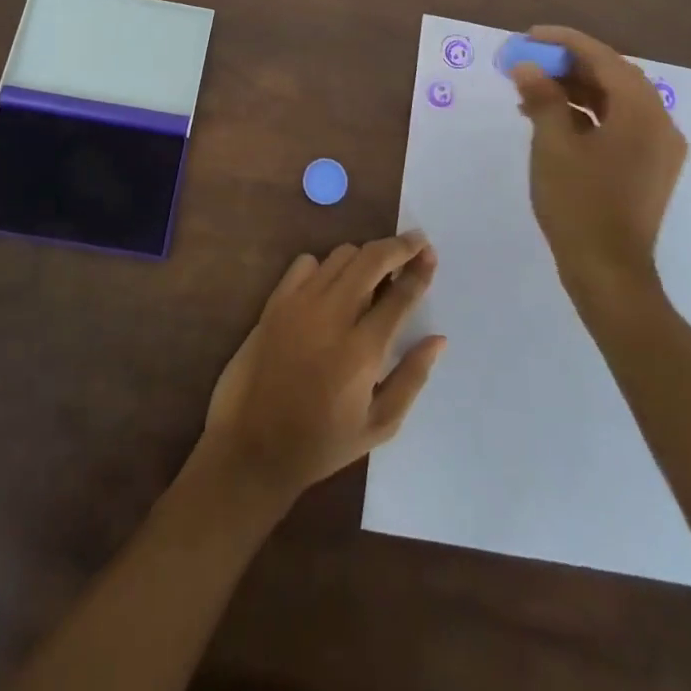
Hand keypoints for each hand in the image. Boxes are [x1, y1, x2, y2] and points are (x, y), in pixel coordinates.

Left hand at [201, 233, 444, 506]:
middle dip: (398, 246)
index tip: (430, 254)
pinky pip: (306, 263)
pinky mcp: (275, 302)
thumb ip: (412, 377)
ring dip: (364, 257)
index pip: (400, 294)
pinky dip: (324, 266)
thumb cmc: (321, 443)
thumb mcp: (379, 425)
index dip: (420, 269)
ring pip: (341, 255)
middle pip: (372, 258)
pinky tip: (330, 287)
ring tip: (375, 272)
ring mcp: (300, 304)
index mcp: (363, 350)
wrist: (252, 446)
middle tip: (414, 244)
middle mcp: (332, 316)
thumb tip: (438, 338)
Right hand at [510, 25, 686, 304]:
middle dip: (569, 65)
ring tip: (531, 90)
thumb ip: (542, 99)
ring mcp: (657, 148)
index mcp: (643, 112)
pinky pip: (618, 125)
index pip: (604, 59)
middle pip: (613, 77)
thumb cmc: (579, 204)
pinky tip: (551, 119)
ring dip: (575, 90)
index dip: (565, 42)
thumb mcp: (553, 146)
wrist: (609, 272)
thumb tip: (527, 67)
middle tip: (529, 61)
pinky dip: (586, 115)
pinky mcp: (648, 168)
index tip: (530, 35)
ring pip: (615, 101)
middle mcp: (660, 123)